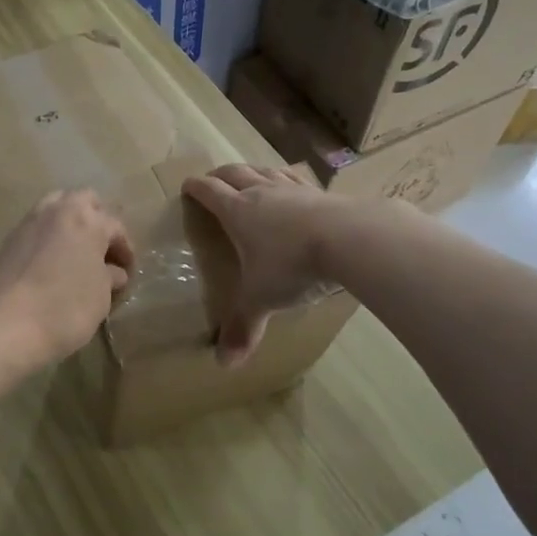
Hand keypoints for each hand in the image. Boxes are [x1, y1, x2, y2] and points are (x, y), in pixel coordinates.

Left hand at [0, 190, 135, 370]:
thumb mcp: (100, 296)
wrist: (5, 326)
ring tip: (75, 254)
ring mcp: (28, 223)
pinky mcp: (7, 240)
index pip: (115, 226)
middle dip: (97, 220)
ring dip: (69, 224)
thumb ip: (109, 277)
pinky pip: (35, 229)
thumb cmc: (65, 309)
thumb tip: (112, 272)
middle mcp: (57, 211)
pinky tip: (50, 265)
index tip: (127, 272)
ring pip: (55, 208)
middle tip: (102, 250)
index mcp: (88, 220)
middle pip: (84, 200)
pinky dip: (47, 239)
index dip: (126, 249)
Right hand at [183, 164, 338, 366]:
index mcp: (238, 212)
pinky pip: (297, 180)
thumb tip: (224, 364)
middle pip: (235, 173)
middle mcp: (262, 193)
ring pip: (266, 170)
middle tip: (213, 179)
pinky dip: (287, 180)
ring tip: (250, 177)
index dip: (195, 188)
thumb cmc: (292, 265)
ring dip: (253, 171)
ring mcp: (293, 189)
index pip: (209, 192)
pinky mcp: (322, 193)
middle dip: (220, 175)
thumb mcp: (262, 299)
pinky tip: (294, 187)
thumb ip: (244, 327)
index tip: (187, 186)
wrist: (349, 238)